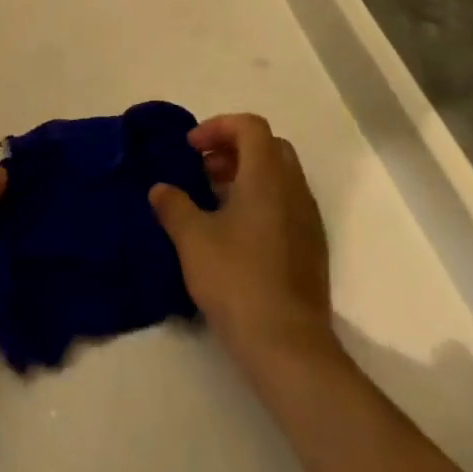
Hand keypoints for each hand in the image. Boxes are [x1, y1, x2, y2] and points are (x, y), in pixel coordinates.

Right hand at [150, 114, 332, 360]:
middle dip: (233, 149)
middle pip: (269, 146)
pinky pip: (286, 204)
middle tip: (203, 170)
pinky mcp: (312, 248)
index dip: (218, 127)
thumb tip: (160, 189)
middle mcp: (294, 189)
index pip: (250, 126)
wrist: (288, 346)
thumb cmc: (237, 280)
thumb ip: (173, 205)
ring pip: (280, 176)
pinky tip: (235, 234)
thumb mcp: (192, 239)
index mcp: (267, 176)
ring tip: (213, 202)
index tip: (191, 149)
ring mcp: (308, 220)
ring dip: (246, 176)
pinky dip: (261, 201)